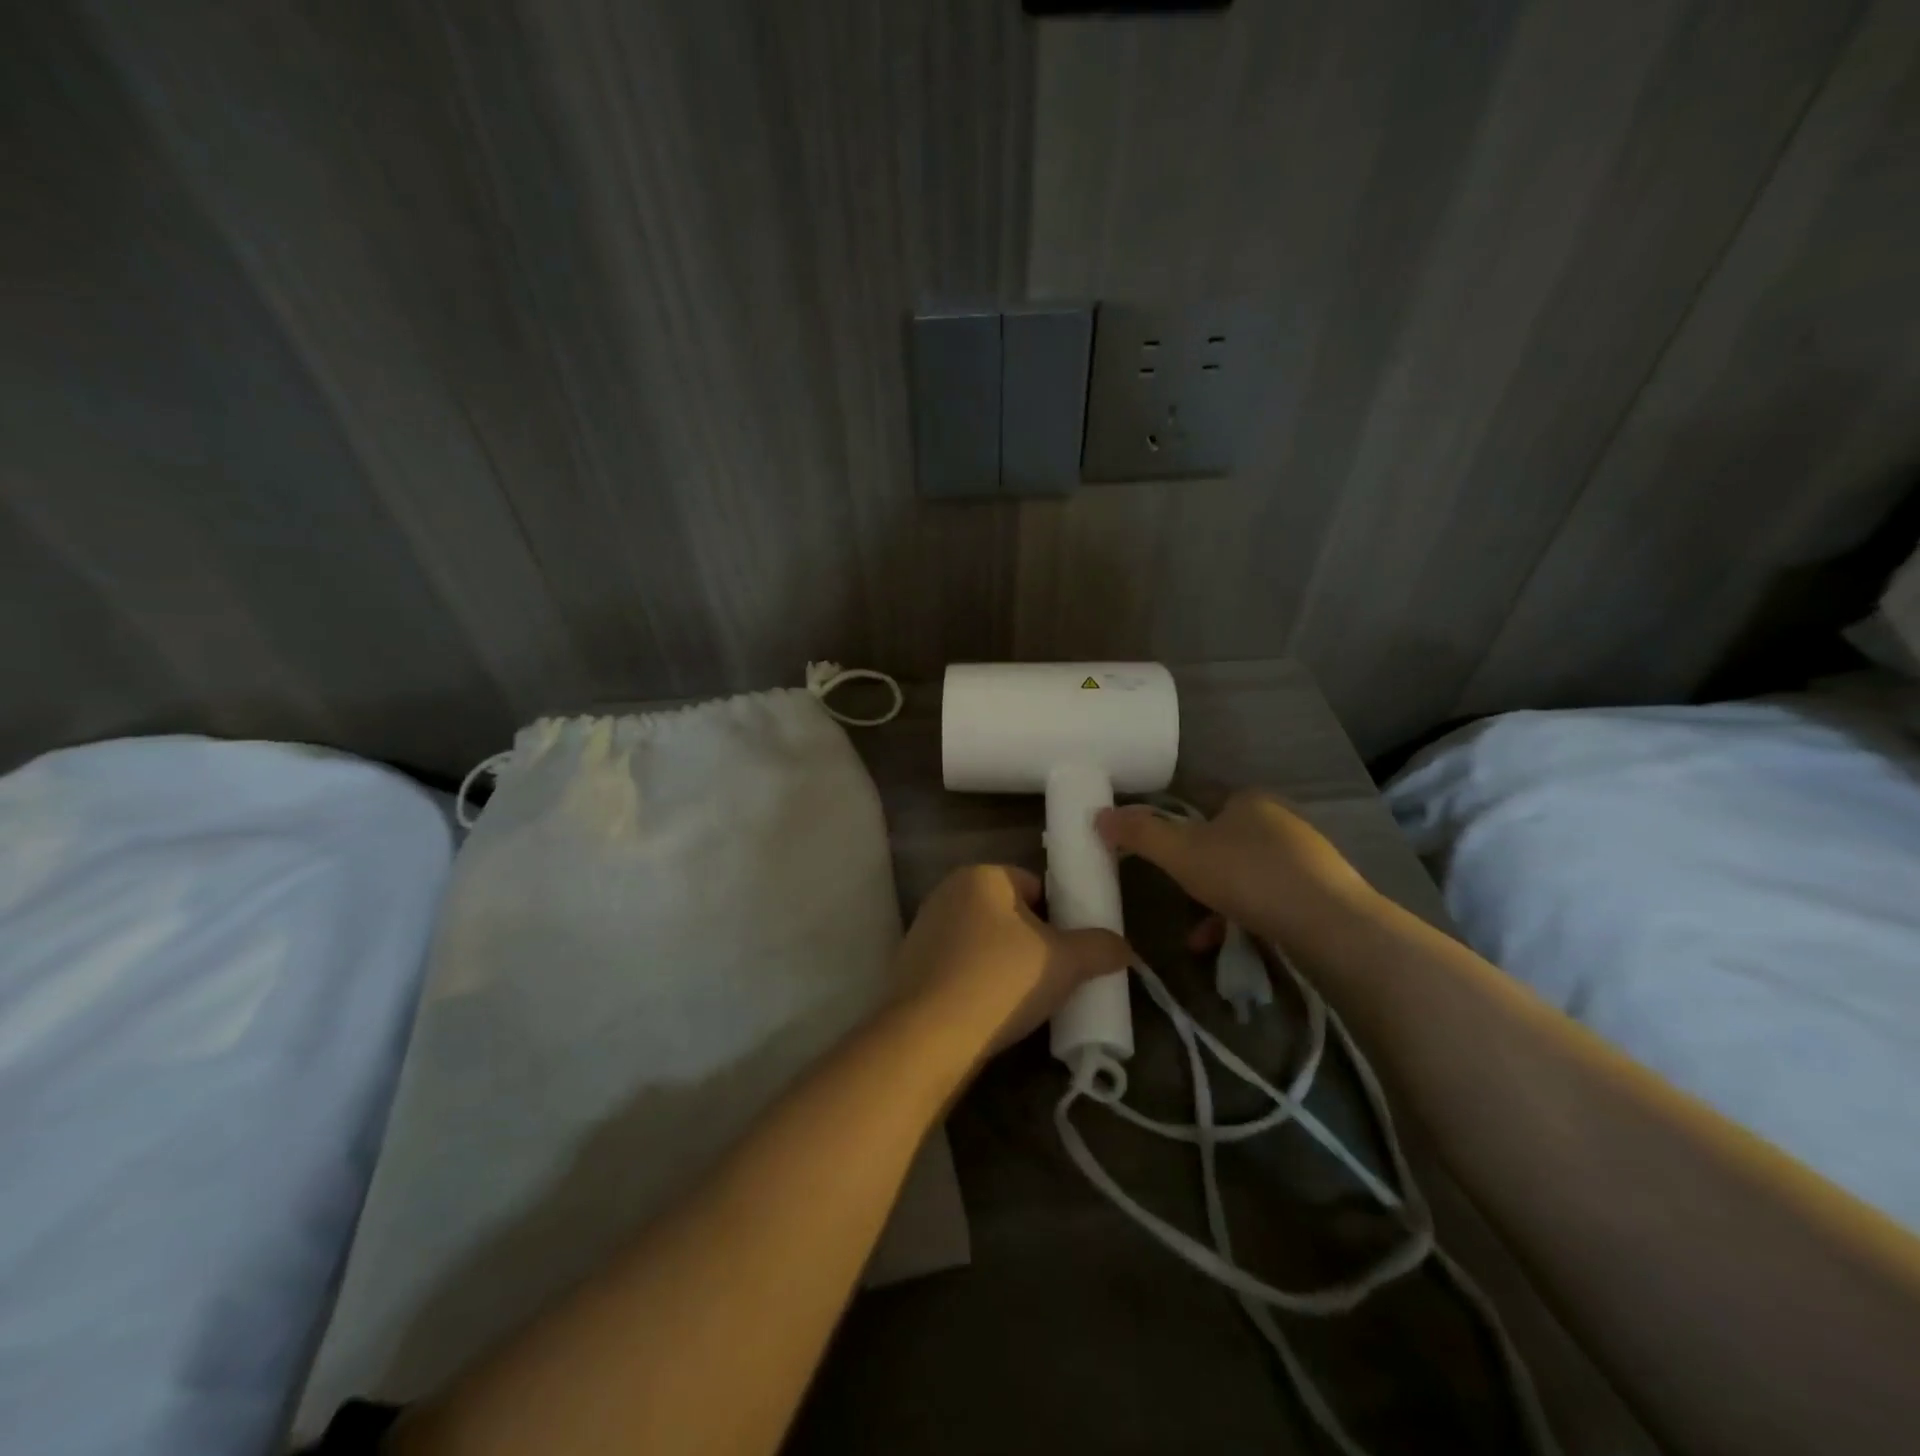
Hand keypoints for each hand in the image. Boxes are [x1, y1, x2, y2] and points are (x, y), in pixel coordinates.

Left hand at [892, 865, 1133, 1061]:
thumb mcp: (1065, 962)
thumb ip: (1100, 948)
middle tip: (1054, 976)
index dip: (1060, 917)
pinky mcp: (911, 965)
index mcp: (982, 876)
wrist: (929, 1036)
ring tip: (1024, 999)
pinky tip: (990, 1010)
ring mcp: (924, 928)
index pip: (1036, 886)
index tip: (1071, 952)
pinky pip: (959, 965)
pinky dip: (976, 980)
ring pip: (983, 940)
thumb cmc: (1001, 980)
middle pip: (1008, 913)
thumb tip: (1125, 948)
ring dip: (1004, 962)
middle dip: (1032, 941)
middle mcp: (948, 892)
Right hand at [1095, 791, 1374, 943]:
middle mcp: (1278, 819)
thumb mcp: (1181, 853)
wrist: (1331, 925)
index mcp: (1247, 799)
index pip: (1199, 800)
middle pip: (1221, 840)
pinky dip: (1242, 916)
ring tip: (1196, 934)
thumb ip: (1140, 833)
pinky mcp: (1319, 890)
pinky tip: (1225, 943)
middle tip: (1174, 891)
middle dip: (1194, 870)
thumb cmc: (1248, 876)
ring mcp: (1304, 855)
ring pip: (1243, 872)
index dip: (1172, 822)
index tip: (1154, 849)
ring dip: (1214, 900)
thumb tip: (1100, 815)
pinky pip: (1267, 897)